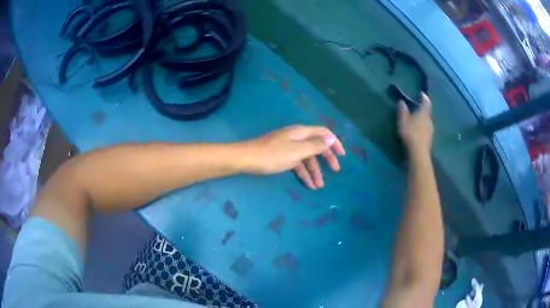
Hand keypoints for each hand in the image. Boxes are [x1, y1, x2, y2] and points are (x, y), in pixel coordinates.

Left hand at [241, 125, 345, 188]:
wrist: (247, 159)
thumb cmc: (273, 154)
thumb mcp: (297, 151)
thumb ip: (315, 145)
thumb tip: (330, 139)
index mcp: (302, 132)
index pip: (324, 133)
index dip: (335, 142)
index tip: (343, 155)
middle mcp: (297, 137)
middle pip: (316, 146)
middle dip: (326, 159)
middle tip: (335, 171)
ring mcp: (289, 147)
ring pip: (307, 158)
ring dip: (314, 171)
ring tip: (319, 186)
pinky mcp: (282, 156)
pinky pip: (297, 164)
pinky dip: (303, 173)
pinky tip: (308, 184)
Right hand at [398, 93, 432, 154]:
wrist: (418, 153)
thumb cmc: (411, 133)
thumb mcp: (403, 120)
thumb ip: (402, 110)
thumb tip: (402, 101)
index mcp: (424, 113)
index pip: (426, 102)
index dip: (424, 97)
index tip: (421, 93)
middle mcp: (429, 120)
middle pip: (427, 112)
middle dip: (423, 109)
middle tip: (417, 107)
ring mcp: (431, 130)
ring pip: (427, 121)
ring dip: (423, 119)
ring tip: (416, 119)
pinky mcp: (430, 139)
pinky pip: (426, 129)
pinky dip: (423, 127)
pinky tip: (418, 130)